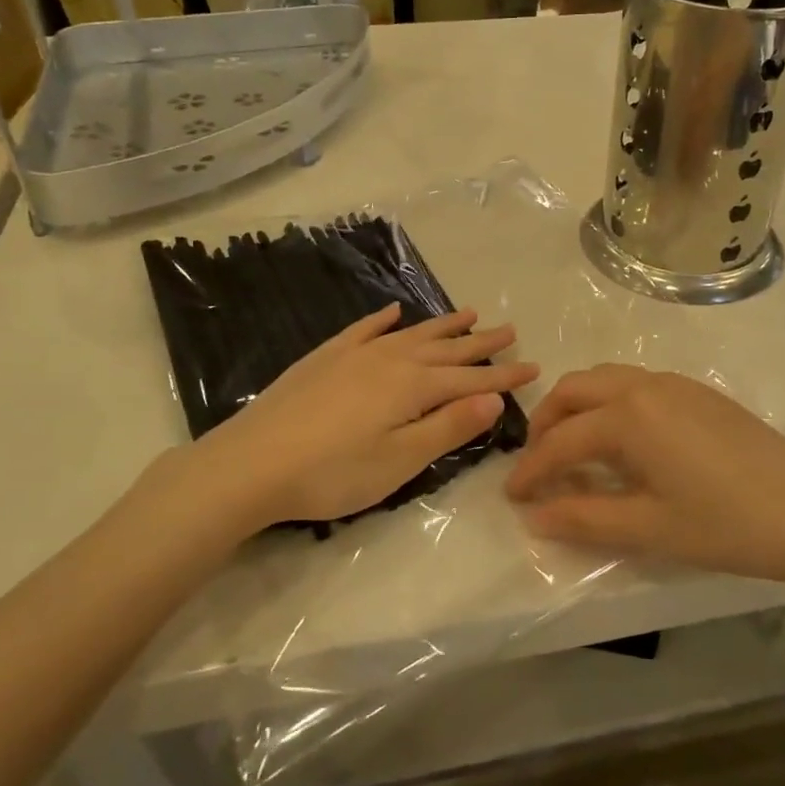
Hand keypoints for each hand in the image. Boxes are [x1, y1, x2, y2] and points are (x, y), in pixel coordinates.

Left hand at [184, 304, 538, 532]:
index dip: (504, 376)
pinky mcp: (324, 359)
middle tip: (509, 330)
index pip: (470, 379)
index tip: (534, 367)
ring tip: (468, 313)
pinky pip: (362, 330)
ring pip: (410, 334)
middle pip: (445, 349)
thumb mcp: (400, 460)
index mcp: (412, 387)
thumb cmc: (332, 473)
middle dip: (480, 343)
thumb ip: (448, 427)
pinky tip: (392, 312)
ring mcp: (353, 355)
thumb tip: (492, 398)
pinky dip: (381, 320)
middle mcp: (389, 360)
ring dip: (441, 325)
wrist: (250, 463)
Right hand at [504, 365, 784, 587]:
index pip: (561, 440)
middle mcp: (646, 385)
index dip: (531, 470)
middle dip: (547, 423)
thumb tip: (535, 516)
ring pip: (606, 380)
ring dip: (579, 409)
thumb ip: (584, 518)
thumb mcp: (649, 528)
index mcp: (629, 415)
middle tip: (539, 465)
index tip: (512, 496)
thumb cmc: (727, 525)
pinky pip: (637, 385)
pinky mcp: (700, 392)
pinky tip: (623, 443)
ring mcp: (677, 384)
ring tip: (575, 451)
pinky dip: (611, 405)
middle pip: (575, 390)